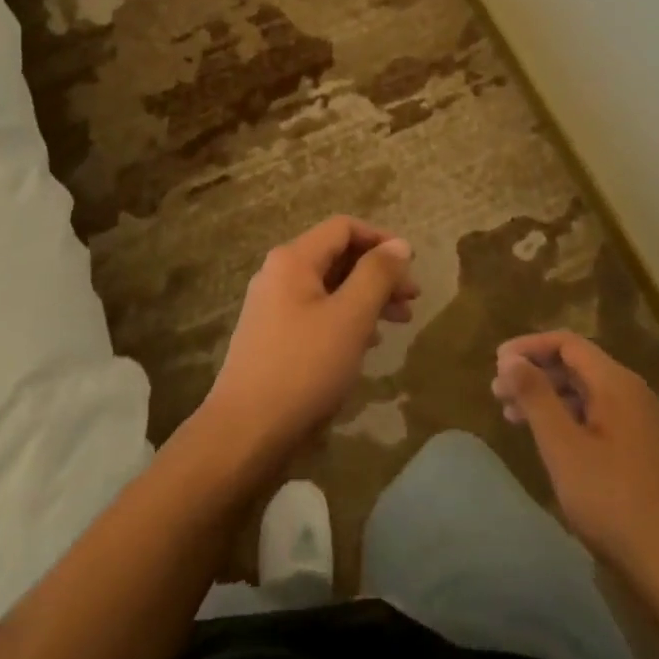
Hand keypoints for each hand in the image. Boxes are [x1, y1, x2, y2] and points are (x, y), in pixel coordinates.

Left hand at [202, 215, 416, 474]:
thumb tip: (400, 244)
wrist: (246, 430)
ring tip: (399, 322)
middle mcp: (278, 273)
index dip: (381, 240)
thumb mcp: (349, 318)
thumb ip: (376, 276)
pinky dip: (346, 318)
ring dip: (366, 298)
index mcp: (293, 259)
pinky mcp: (273, 335)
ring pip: (329, 287)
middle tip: (413, 300)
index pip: (343, 228)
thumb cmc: (303, 367)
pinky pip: (317, 312)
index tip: (412, 265)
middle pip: (336, 256)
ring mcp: (272, 305)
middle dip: (377, 273)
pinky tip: (367, 343)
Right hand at [492, 330, 658, 584]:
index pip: (566, 343)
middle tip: (498, 393)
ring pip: (587, 395)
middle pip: (577, 366)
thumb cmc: (615, 503)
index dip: (528, 347)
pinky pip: (600, 419)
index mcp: (617, 384)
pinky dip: (568, 420)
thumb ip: (535, 396)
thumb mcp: (563, 447)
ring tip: (514, 418)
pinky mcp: (647, 457)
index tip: (496, 364)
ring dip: (548, 399)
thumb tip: (510, 358)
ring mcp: (644, 427)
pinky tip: (551, 444)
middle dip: (535, 374)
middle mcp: (634, 396)